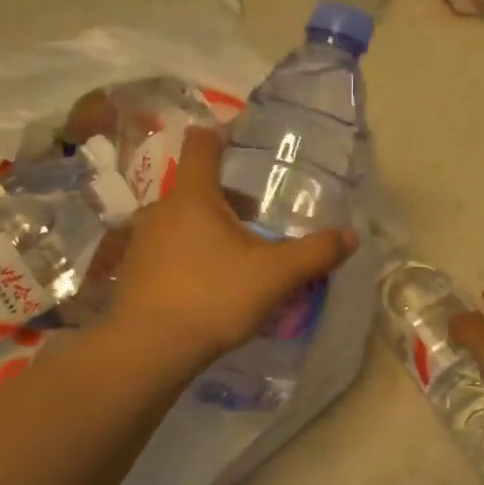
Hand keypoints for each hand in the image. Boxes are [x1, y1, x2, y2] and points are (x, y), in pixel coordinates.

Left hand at [109, 126, 355, 371]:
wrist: (150, 349)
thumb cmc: (214, 297)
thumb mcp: (275, 275)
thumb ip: (315, 253)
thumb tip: (351, 236)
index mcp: (193, 197)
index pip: (201, 145)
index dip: (221, 135)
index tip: (241, 142)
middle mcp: (160, 210)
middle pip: (196, 189)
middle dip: (226, 200)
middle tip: (256, 221)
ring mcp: (141, 242)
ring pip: (180, 224)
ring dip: (206, 233)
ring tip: (234, 260)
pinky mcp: (132, 273)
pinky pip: (166, 253)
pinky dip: (187, 260)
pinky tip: (207, 288)